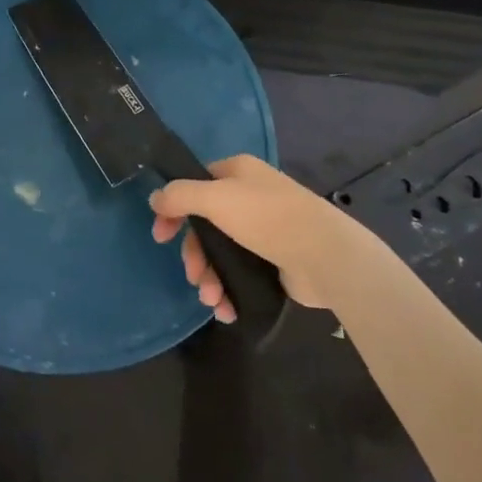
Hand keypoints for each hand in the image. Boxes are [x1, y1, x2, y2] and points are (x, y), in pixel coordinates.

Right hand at [149, 154, 357, 315]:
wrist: (326, 257)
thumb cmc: (267, 218)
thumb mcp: (215, 198)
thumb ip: (179, 195)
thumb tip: (155, 199)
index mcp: (237, 173)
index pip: (194, 185)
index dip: (174, 209)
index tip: (161, 236)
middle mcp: (250, 197)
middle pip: (205, 224)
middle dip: (194, 255)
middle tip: (193, 275)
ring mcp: (264, 230)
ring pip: (221, 252)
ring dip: (210, 277)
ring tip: (212, 299)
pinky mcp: (275, 260)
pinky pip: (240, 273)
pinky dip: (229, 290)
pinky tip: (225, 308)